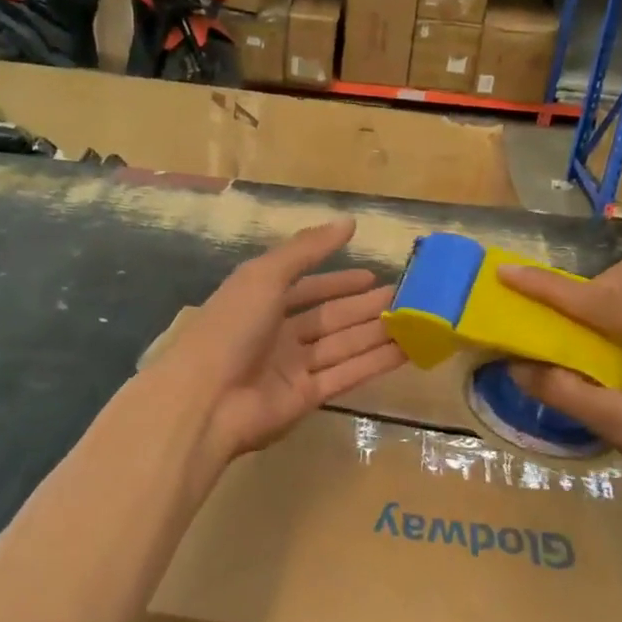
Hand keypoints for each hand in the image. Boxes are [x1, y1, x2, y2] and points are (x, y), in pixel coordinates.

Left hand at [165, 219, 405, 469]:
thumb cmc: (232, 327)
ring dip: (376, 332)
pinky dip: (375, 362)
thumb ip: (306, 249)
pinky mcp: (307, 398)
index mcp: (261, 302)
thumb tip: (348, 222)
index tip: (371, 276)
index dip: (337, 281)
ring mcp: (292, 368)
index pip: (306, 289)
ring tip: (415, 320)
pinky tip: (406, 350)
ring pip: (342, 345)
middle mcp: (278, 334)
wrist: (206, 399)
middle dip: (364, 307)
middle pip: (329, 318)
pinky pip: (346, 374)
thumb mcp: (265, 275)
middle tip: (405, 297)